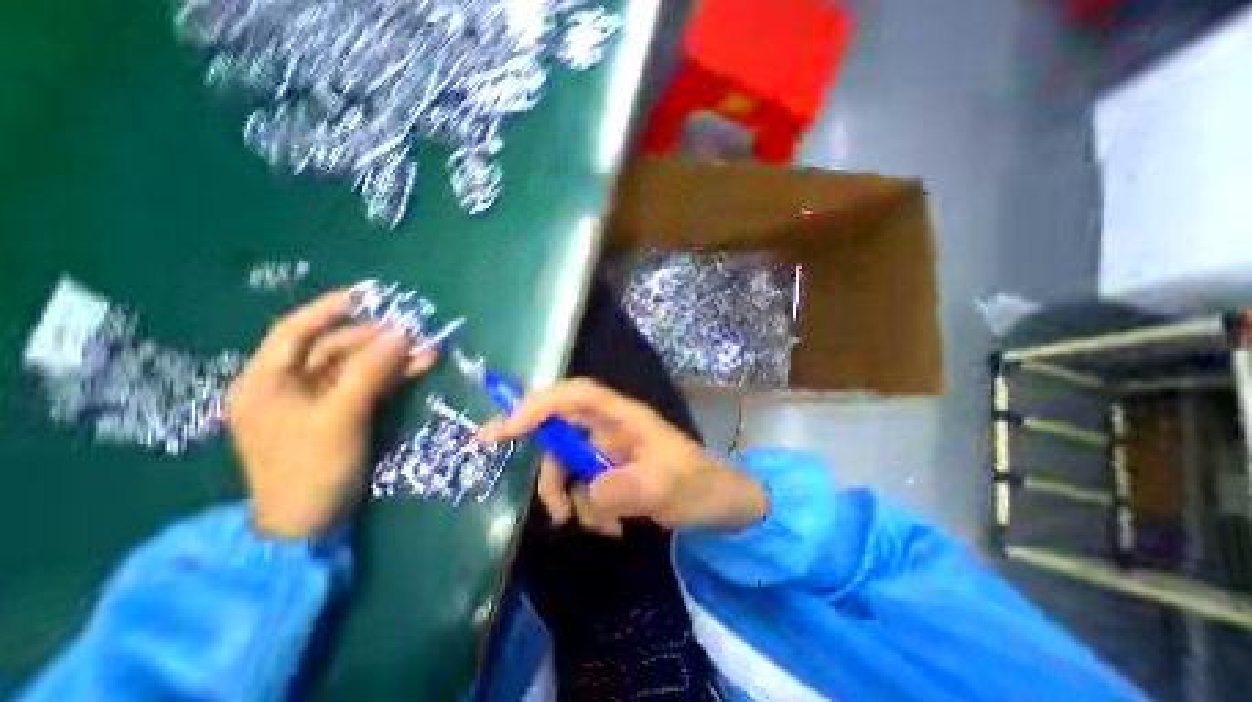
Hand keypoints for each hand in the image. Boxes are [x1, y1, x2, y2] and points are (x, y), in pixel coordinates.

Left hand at [228, 288, 435, 539]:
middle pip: (336, 349)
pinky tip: (421, 366)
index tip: (366, 295)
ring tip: (429, 349)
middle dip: (377, 339)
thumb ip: (371, 371)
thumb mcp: (340, 415)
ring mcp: (321, 400)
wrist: (311, 522)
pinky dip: (395, 376)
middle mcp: (291, 385)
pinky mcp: (344, 413)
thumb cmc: (311, 467)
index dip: (328, 309)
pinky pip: (371, 385)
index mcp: (268, 381)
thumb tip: (401, 334)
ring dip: (393, 357)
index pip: (295, 331)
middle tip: (415, 332)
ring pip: (360, 367)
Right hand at [480, 380, 768, 536]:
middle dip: (552, 474)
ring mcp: (607, 450)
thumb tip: (584, 494)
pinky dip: (588, 510)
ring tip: (603, 528)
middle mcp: (609, 427)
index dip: (538, 404)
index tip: (506, 429)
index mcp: (623, 416)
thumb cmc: (697, 484)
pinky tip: (613, 528)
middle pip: (561, 436)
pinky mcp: (609, 471)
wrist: (718, 502)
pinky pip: (582, 488)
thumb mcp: (663, 488)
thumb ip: (619, 489)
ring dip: (575, 501)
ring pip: (568, 469)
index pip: (575, 395)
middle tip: (550, 508)